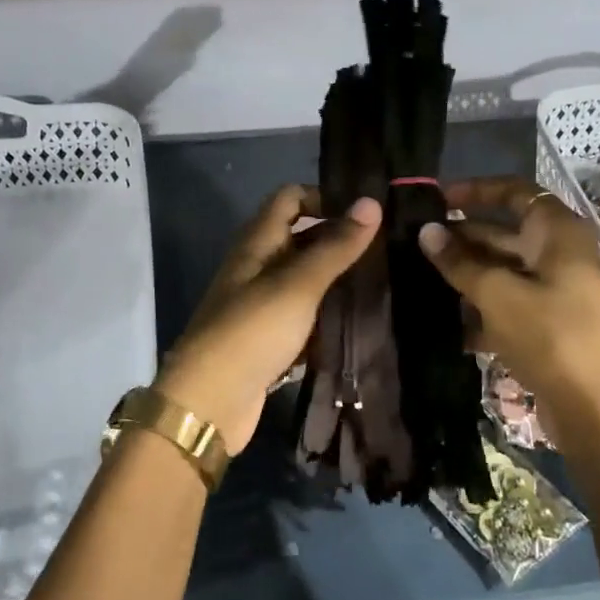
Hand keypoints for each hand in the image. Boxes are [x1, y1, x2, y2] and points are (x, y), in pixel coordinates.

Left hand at [158, 186, 381, 452]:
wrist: (210, 402)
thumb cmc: (252, 332)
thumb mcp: (298, 284)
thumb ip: (335, 246)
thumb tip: (372, 202)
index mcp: (256, 243)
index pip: (290, 198)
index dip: (324, 197)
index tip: (367, 213)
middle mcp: (257, 268)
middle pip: (300, 239)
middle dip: (339, 241)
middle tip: (389, 249)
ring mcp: (262, 306)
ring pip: (305, 282)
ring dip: (337, 281)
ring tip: (385, 283)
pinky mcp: (269, 341)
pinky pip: (304, 319)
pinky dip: (327, 317)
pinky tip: (360, 323)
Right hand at [417, 177, 599, 432]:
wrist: (598, 409)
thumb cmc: (551, 336)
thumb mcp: (498, 294)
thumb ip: (460, 262)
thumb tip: (426, 231)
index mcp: (557, 233)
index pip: (516, 192)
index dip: (477, 190)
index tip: (438, 199)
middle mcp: (560, 256)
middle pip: (506, 233)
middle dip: (463, 238)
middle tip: (417, 244)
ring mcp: (558, 293)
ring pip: (505, 272)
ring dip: (467, 276)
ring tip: (422, 281)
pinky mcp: (551, 326)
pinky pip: (511, 305)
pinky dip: (483, 310)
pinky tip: (449, 325)